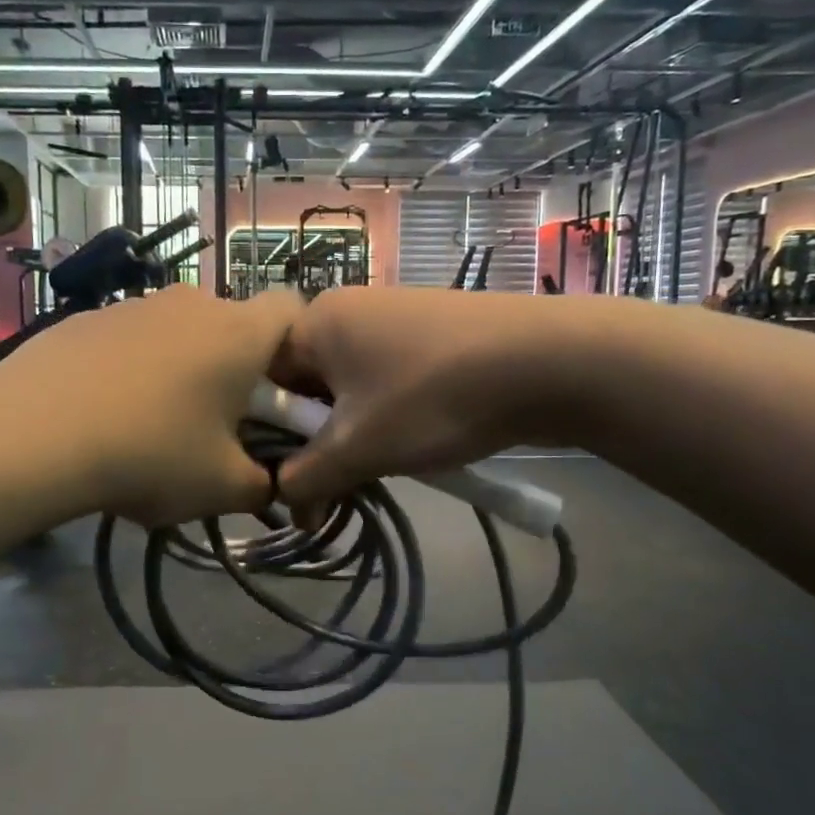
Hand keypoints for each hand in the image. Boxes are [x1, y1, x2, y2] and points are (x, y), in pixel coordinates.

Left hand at [0, 286, 301, 526]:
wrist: (32, 434)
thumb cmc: (150, 453)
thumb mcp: (222, 487)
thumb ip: (263, 485)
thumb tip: (267, 484)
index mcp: (239, 332)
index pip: (294, 310)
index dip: (299, 349)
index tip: (282, 394)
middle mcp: (192, 303)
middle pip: (233, 326)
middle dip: (236, 369)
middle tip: (219, 424)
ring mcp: (134, 305)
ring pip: (180, 333)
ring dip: (182, 369)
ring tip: (153, 425)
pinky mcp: (87, 318)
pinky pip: (131, 340)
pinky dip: (132, 368)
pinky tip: (105, 414)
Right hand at [271, 286, 569, 510]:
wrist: (552, 363)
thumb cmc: (434, 398)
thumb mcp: (358, 448)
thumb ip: (306, 478)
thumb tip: (284, 504)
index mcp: (315, 321)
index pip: (263, 382)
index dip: (267, 437)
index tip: (284, 482)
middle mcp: (347, 311)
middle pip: (305, 386)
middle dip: (313, 441)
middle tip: (329, 486)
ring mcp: (392, 319)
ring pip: (347, 389)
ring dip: (350, 435)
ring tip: (372, 470)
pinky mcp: (429, 336)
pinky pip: (384, 382)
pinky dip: (384, 417)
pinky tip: (408, 445)